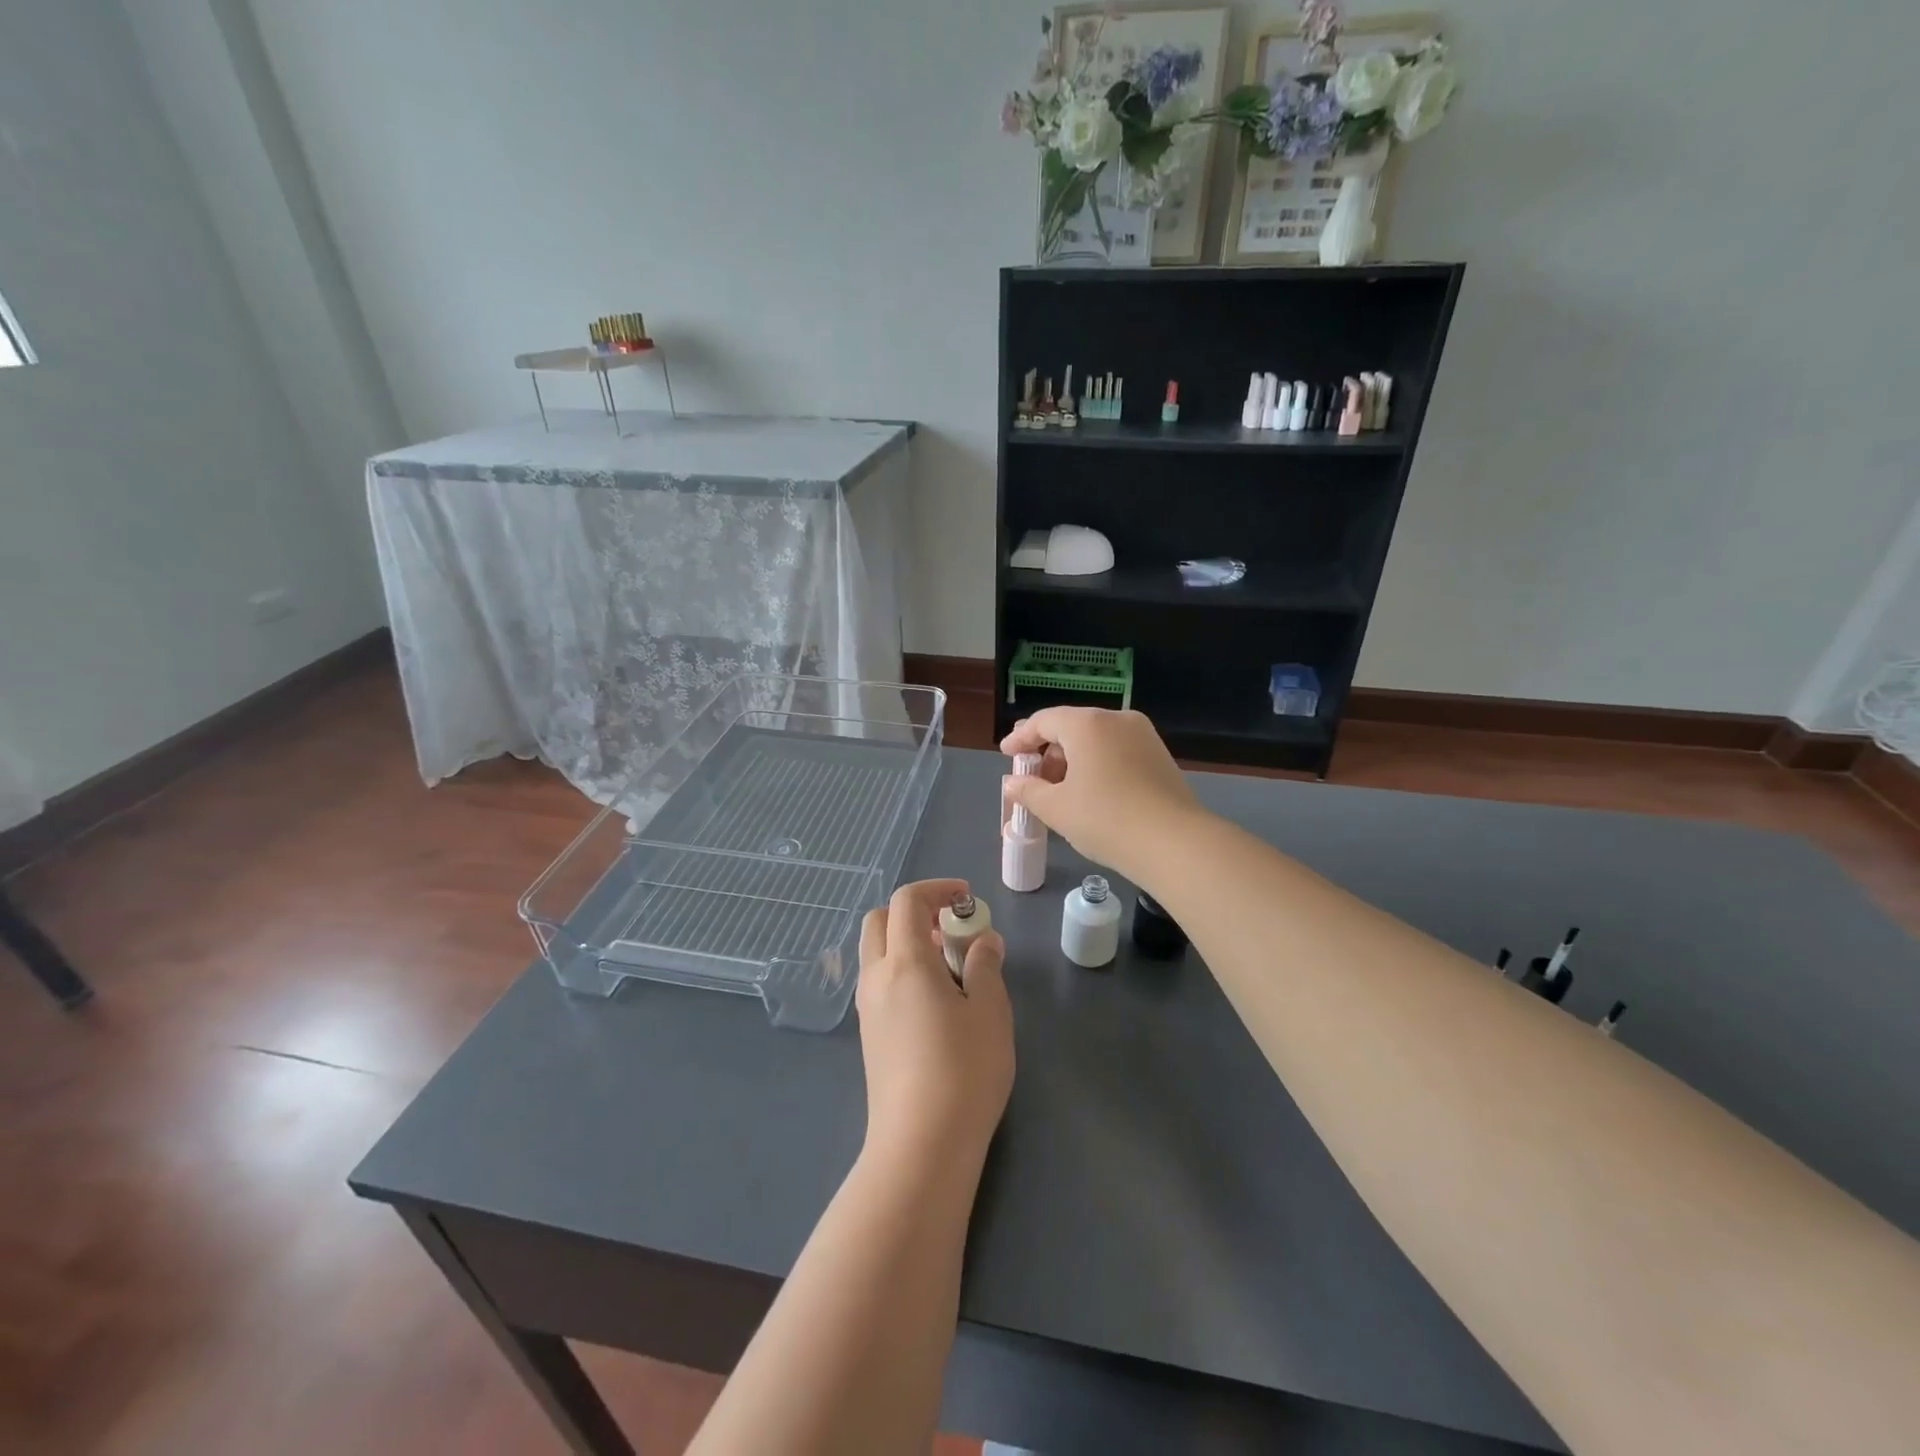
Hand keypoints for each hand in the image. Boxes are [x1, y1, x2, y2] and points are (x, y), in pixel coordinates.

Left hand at [856, 878, 1013, 1166]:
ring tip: (950, 968)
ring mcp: (867, 1009)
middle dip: (914, 912)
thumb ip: (985, 966)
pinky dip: (902, 970)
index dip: (937, 889)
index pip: (906, 901)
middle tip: (951, 930)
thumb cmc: (963, 1071)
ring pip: (876, 953)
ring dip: (906, 942)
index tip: (967, 901)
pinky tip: (936, 1002)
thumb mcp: (990, 1012)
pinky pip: (879, 982)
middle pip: (879, 921)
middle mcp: (876, 978)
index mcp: (904, 963)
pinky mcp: (869, 1036)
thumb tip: (983, 940)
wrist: (921, 1146)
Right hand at [1000, 707, 1203, 884]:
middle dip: (1047, 751)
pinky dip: (1096, 765)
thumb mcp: (1057, 808)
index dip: (1021, 738)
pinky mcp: (1160, 757)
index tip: (1006, 755)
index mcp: (1087, 724)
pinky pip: (1117, 751)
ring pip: (1096, 740)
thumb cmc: (1105, 819)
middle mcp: (1117, 720)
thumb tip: (1012, 783)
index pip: (1044, 721)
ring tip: (1057, 790)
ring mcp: (1143, 736)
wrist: (1174, 844)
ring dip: (1072, 760)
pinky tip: (1089, 792)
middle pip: (1072, 727)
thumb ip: (1028, 791)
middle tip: (1030, 776)